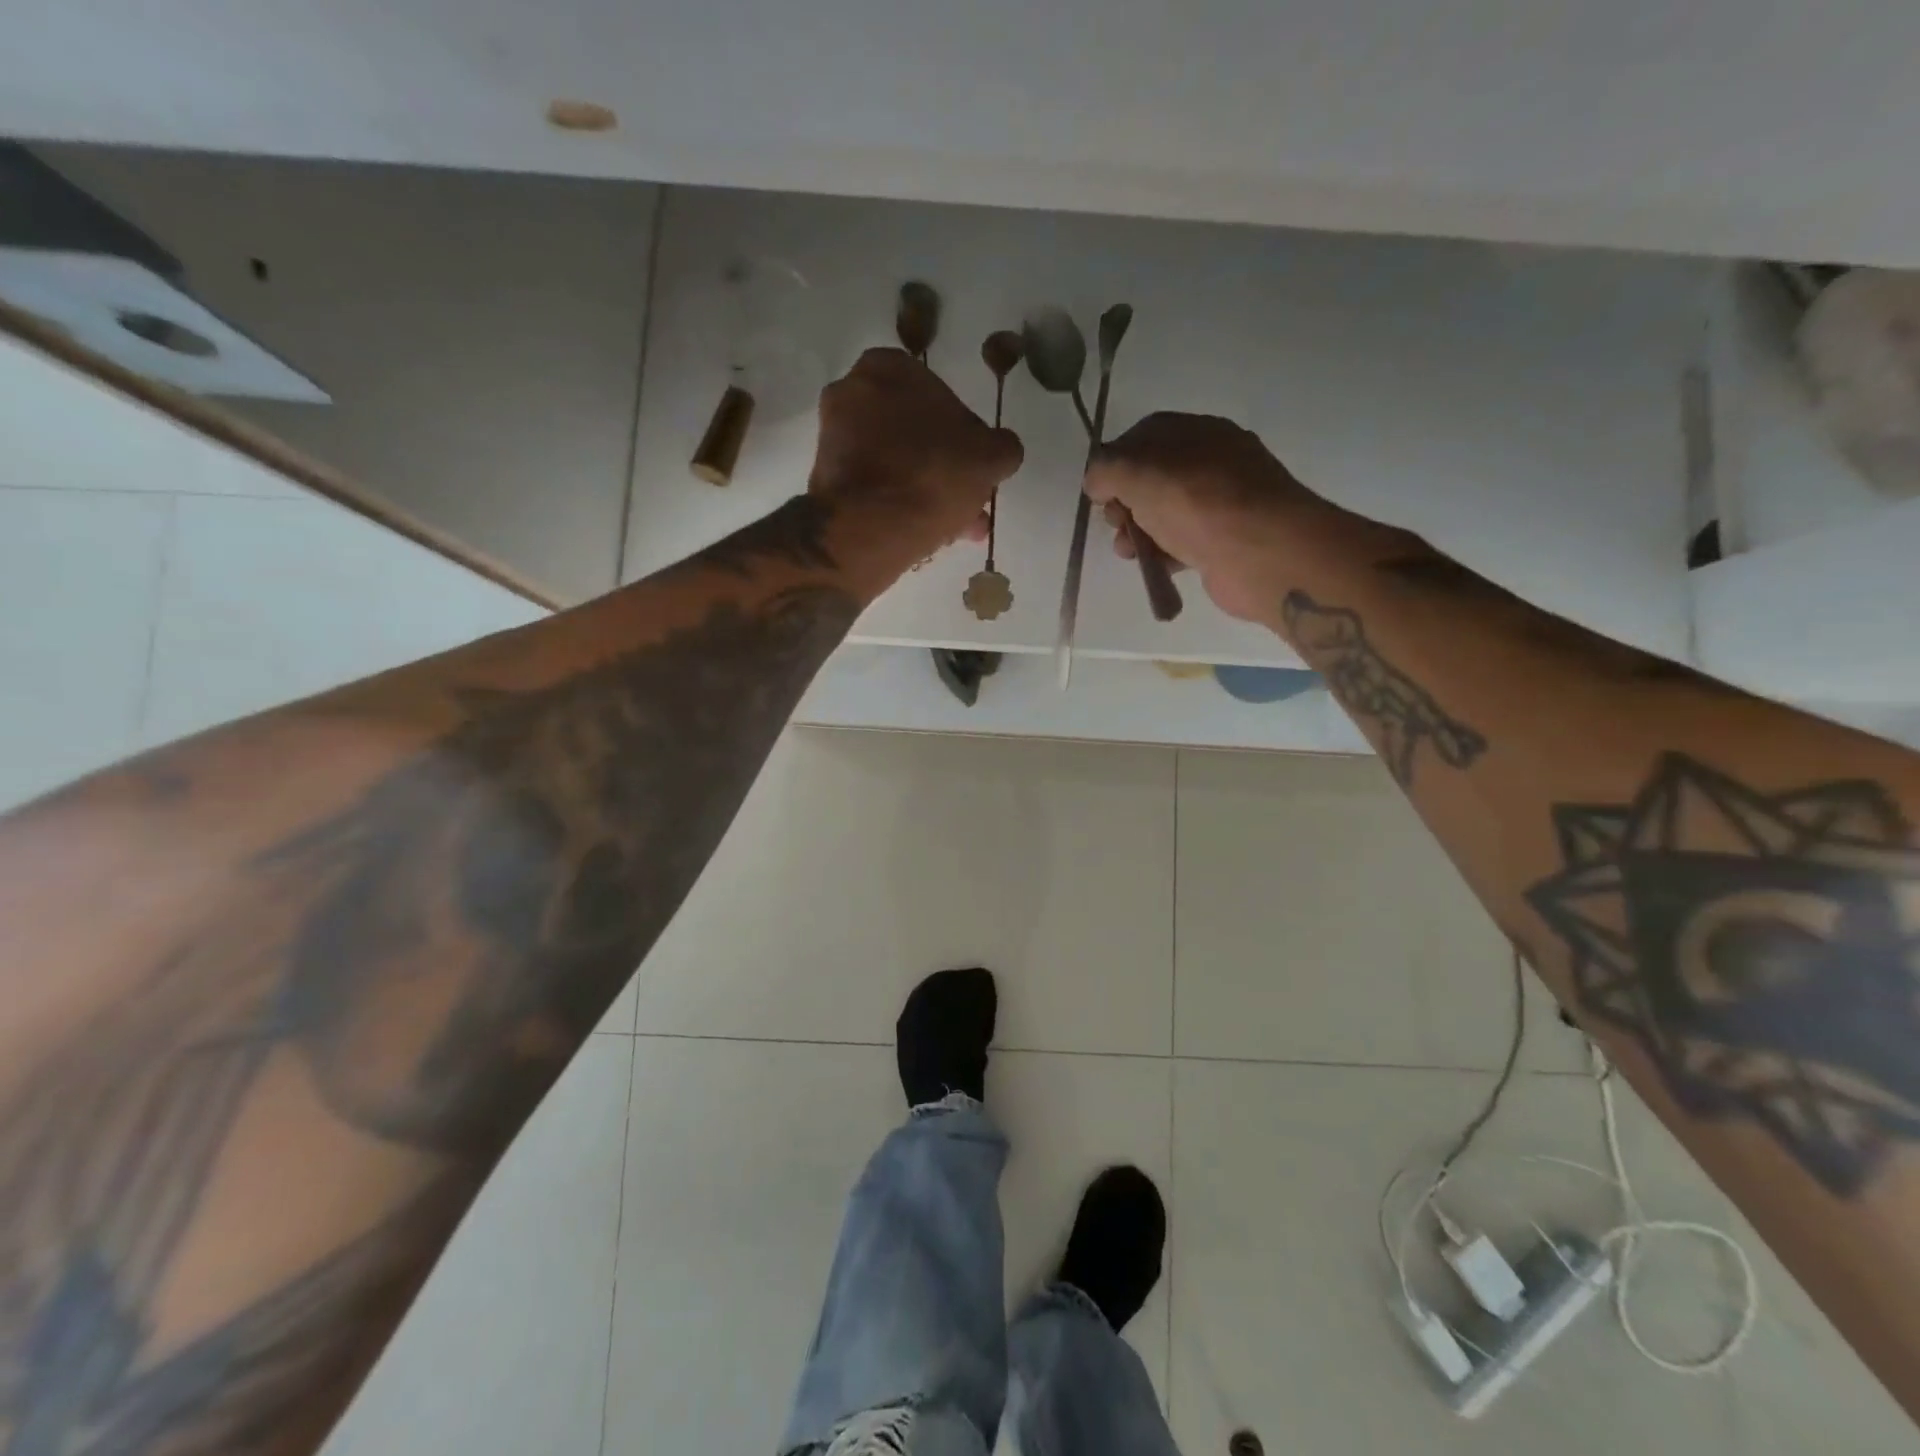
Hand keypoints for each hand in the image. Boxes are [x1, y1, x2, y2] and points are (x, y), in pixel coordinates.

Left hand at [810, 348, 1023, 556]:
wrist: (867, 529)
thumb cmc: (932, 476)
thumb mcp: (990, 457)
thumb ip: (1002, 446)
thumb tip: (1000, 449)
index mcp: (889, 367)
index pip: (938, 393)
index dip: (962, 433)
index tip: (974, 465)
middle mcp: (851, 391)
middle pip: (912, 431)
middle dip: (941, 465)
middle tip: (965, 500)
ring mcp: (833, 436)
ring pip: (894, 462)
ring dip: (923, 489)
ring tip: (952, 527)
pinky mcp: (825, 478)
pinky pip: (873, 486)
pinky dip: (897, 503)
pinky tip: (924, 532)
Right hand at [1083, 412, 1319, 622]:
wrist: (1262, 552)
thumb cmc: (1197, 502)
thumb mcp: (1137, 471)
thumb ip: (1106, 469)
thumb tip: (1097, 481)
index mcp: (1196, 432)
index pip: (1144, 436)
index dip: (1114, 461)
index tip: (1098, 490)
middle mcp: (1211, 461)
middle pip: (1151, 477)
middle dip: (1123, 501)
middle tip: (1115, 521)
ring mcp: (1221, 503)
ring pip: (1164, 513)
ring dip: (1137, 532)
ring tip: (1129, 551)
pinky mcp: (1225, 541)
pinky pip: (1182, 542)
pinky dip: (1162, 553)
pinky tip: (1152, 566)